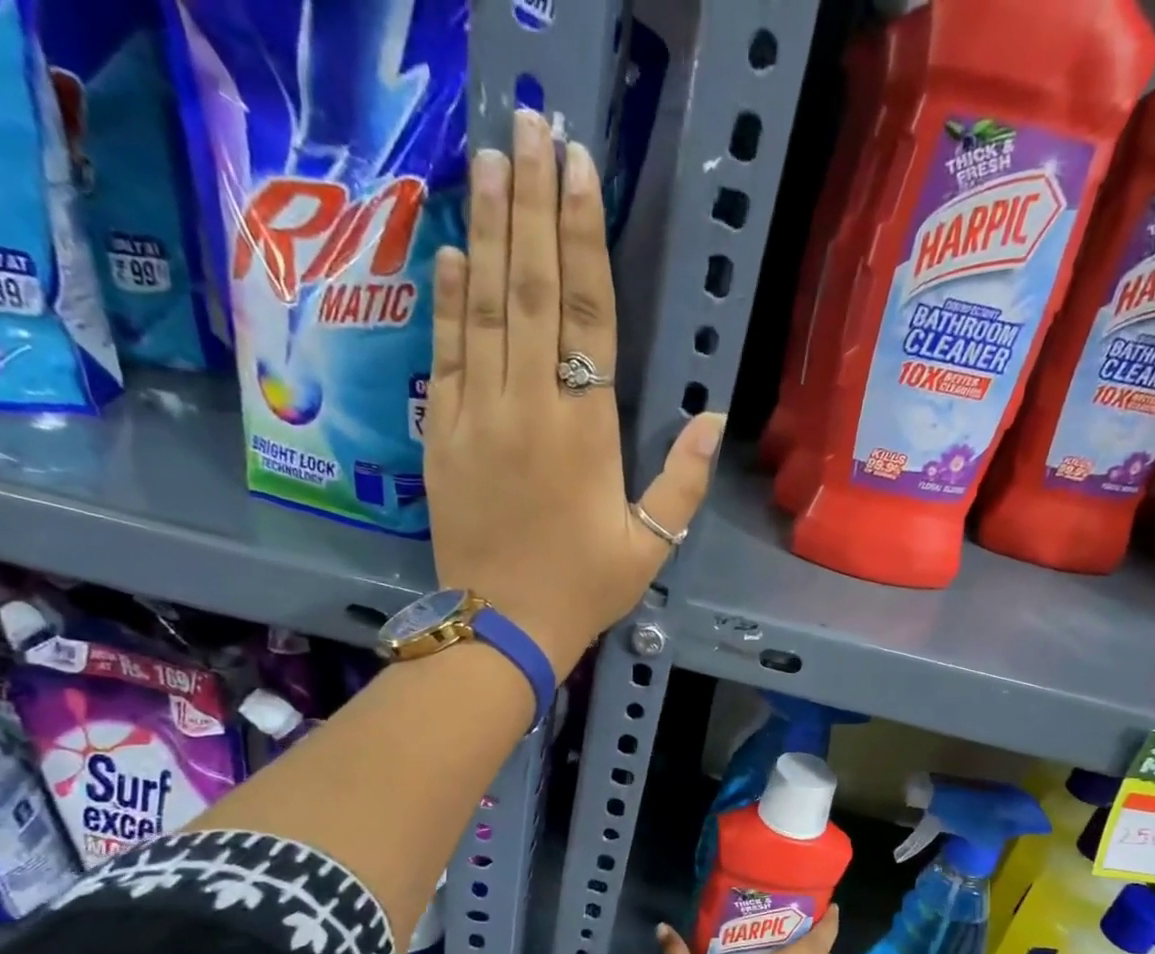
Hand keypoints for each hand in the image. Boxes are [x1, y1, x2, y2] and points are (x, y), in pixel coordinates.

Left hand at [424, 108, 724, 675]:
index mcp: (586, 431)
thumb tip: (712, 414)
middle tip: (531, 125)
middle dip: (533, 204)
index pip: (588, 317)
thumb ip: (682, 480)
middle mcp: (529, 407)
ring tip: (491, 159)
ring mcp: (478, 416)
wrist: (501, 627)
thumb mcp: (650, 545)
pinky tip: (453, 248)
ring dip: (489, 229)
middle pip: (531, 291)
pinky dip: (448, 299)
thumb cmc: (582, 589)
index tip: (579, 169)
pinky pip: (446, 354)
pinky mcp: (443, 434)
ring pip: (484, 308)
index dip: (584, 238)